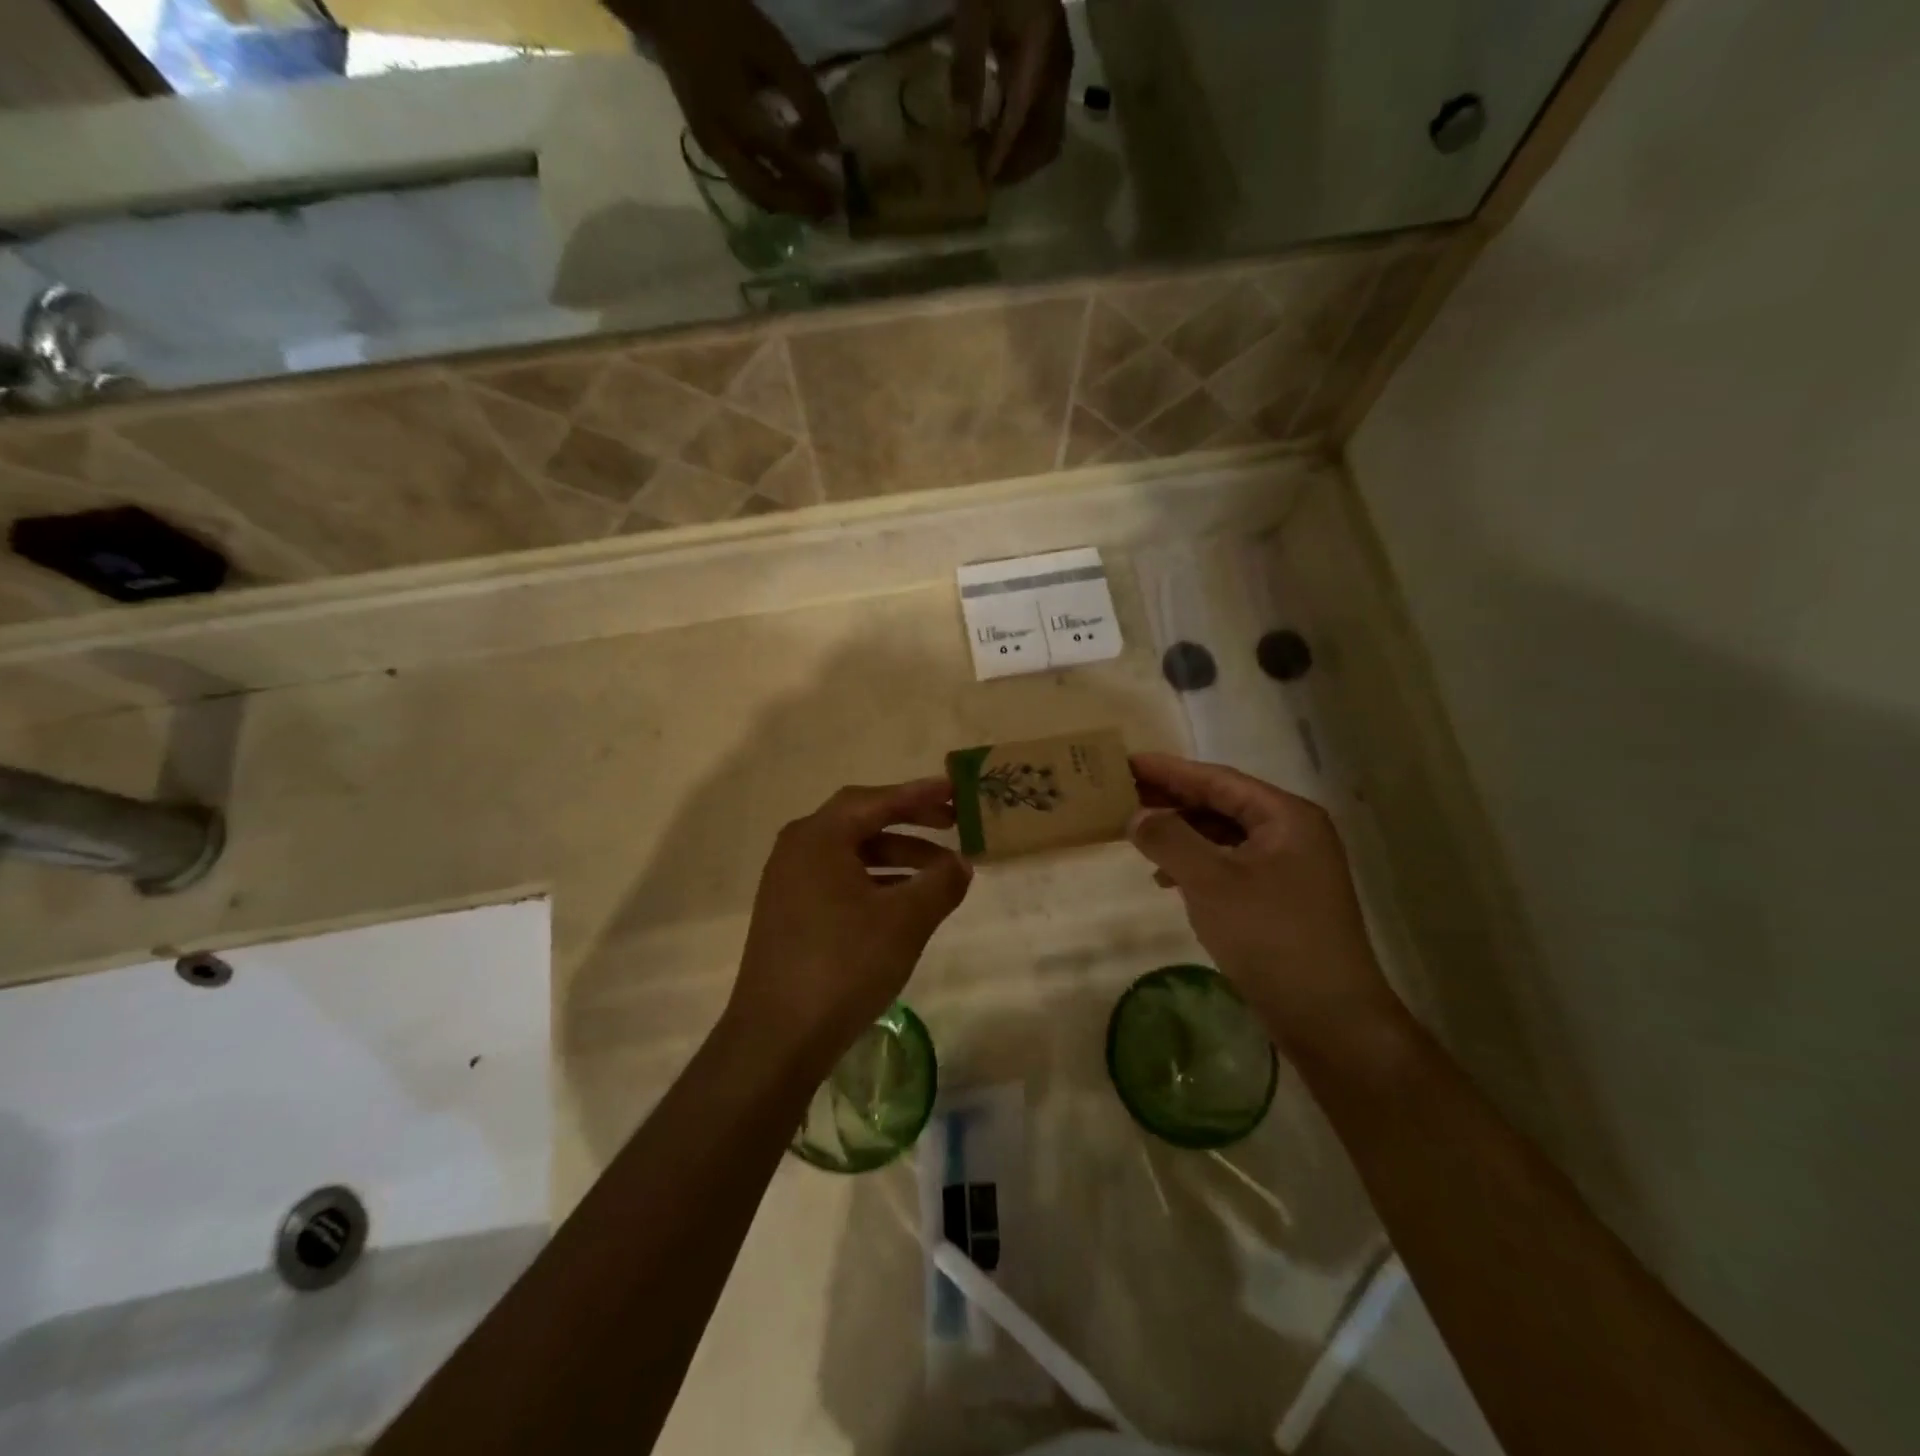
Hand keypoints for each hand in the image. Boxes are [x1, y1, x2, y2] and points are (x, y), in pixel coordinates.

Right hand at [630, 0, 840, 216]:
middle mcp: (722, 144)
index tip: (842, 192)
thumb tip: (831, 147)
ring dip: (787, 204)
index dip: (815, 180)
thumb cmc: (722, 17)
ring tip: (815, 206)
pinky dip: (771, 190)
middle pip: (767, 193)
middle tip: (830, 213)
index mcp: (737, 115)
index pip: (785, 161)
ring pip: (755, 194)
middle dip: (801, 206)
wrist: (663, 4)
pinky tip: (790, 185)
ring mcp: (712, 148)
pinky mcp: (708, 146)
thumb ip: (805, 97)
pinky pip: (745, 181)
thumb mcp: (771, 48)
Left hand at [728, 779, 971, 1068]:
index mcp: (818, 838)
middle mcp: (798, 850)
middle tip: (952, 825)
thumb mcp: (904, 921)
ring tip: (940, 875)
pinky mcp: (790, 914)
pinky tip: (904, 904)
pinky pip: (840, 881)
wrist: (776, 1038)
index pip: (876, 800)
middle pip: (861, 821)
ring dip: (897, 857)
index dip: (919, 794)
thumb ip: (940, 883)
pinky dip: (875, 882)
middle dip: (910, 823)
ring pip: (852, 855)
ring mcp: (789, 883)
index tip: (955, 790)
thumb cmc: (843, 965)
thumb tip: (961, 864)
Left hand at [953, 0, 1073, 183]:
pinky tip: (1000, 139)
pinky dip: (1025, 138)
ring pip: (1049, 134)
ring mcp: (1060, 70)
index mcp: (1040, 53)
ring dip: (1022, 155)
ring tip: (993, 164)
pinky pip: (1045, 120)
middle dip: (1018, 164)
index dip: (1002, 154)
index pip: (1021, 120)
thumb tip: (963, 125)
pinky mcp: (1054, 69)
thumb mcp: (973, 13)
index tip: (984, 180)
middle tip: (988, 179)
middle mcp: (1057, 68)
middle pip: (1045, 139)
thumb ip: (968, 69)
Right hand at [1128, 753, 1401, 1060]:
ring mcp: (1289, 868)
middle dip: (1172, 800)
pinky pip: (1229, 865)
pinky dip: (1196, 865)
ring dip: (1181, 833)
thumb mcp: (1212, 882)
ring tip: (1137, 833)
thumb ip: (1170, 839)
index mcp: (1286, 817)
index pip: (1218, 779)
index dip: (1169, 770)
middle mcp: (1293, 833)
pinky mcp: (1280, 899)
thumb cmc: (1270, 937)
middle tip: (1123, 793)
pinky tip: (1165, 879)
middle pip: (1222, 804)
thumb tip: (1137, 815)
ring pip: (1224, 836)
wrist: (1328, 1018)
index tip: (1126, 761)